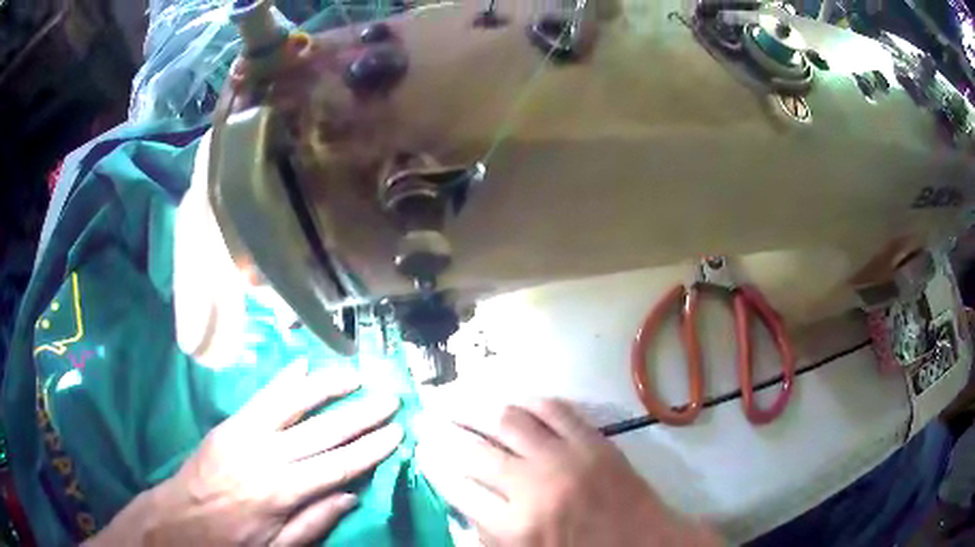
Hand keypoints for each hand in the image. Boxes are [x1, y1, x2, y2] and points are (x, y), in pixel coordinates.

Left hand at [89, 360, 403, 545]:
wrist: (177, 522)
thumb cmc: (229, 542)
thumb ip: (314, 524)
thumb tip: (350, 495)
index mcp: (279, 493)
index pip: (336, 465)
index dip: (369, 449)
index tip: (396, 432)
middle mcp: (264, 457)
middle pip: (321, 431)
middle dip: (359, 414)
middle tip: (389, 397)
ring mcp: (243, 434)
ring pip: (292, 403)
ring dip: (326, 387)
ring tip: (354, 374)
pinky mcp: (228, 425)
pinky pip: (260, 397)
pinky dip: (283, 380)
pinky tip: (301, 365)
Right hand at [416, 399, 721, 546]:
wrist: (646, 544)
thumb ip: (487, 536)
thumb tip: (456, 505)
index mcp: (517, 528)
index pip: (458, 489)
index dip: (434, 466)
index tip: (422, 451)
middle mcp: (536, 488)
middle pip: (475, 450)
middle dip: (443, 431)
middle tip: (426, 417)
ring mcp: (568, 459)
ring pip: (509, 420)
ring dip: (475, 406)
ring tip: (454, 397)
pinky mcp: (595, 442)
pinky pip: (554, 409)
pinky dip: (527, 400)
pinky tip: (510, 399)